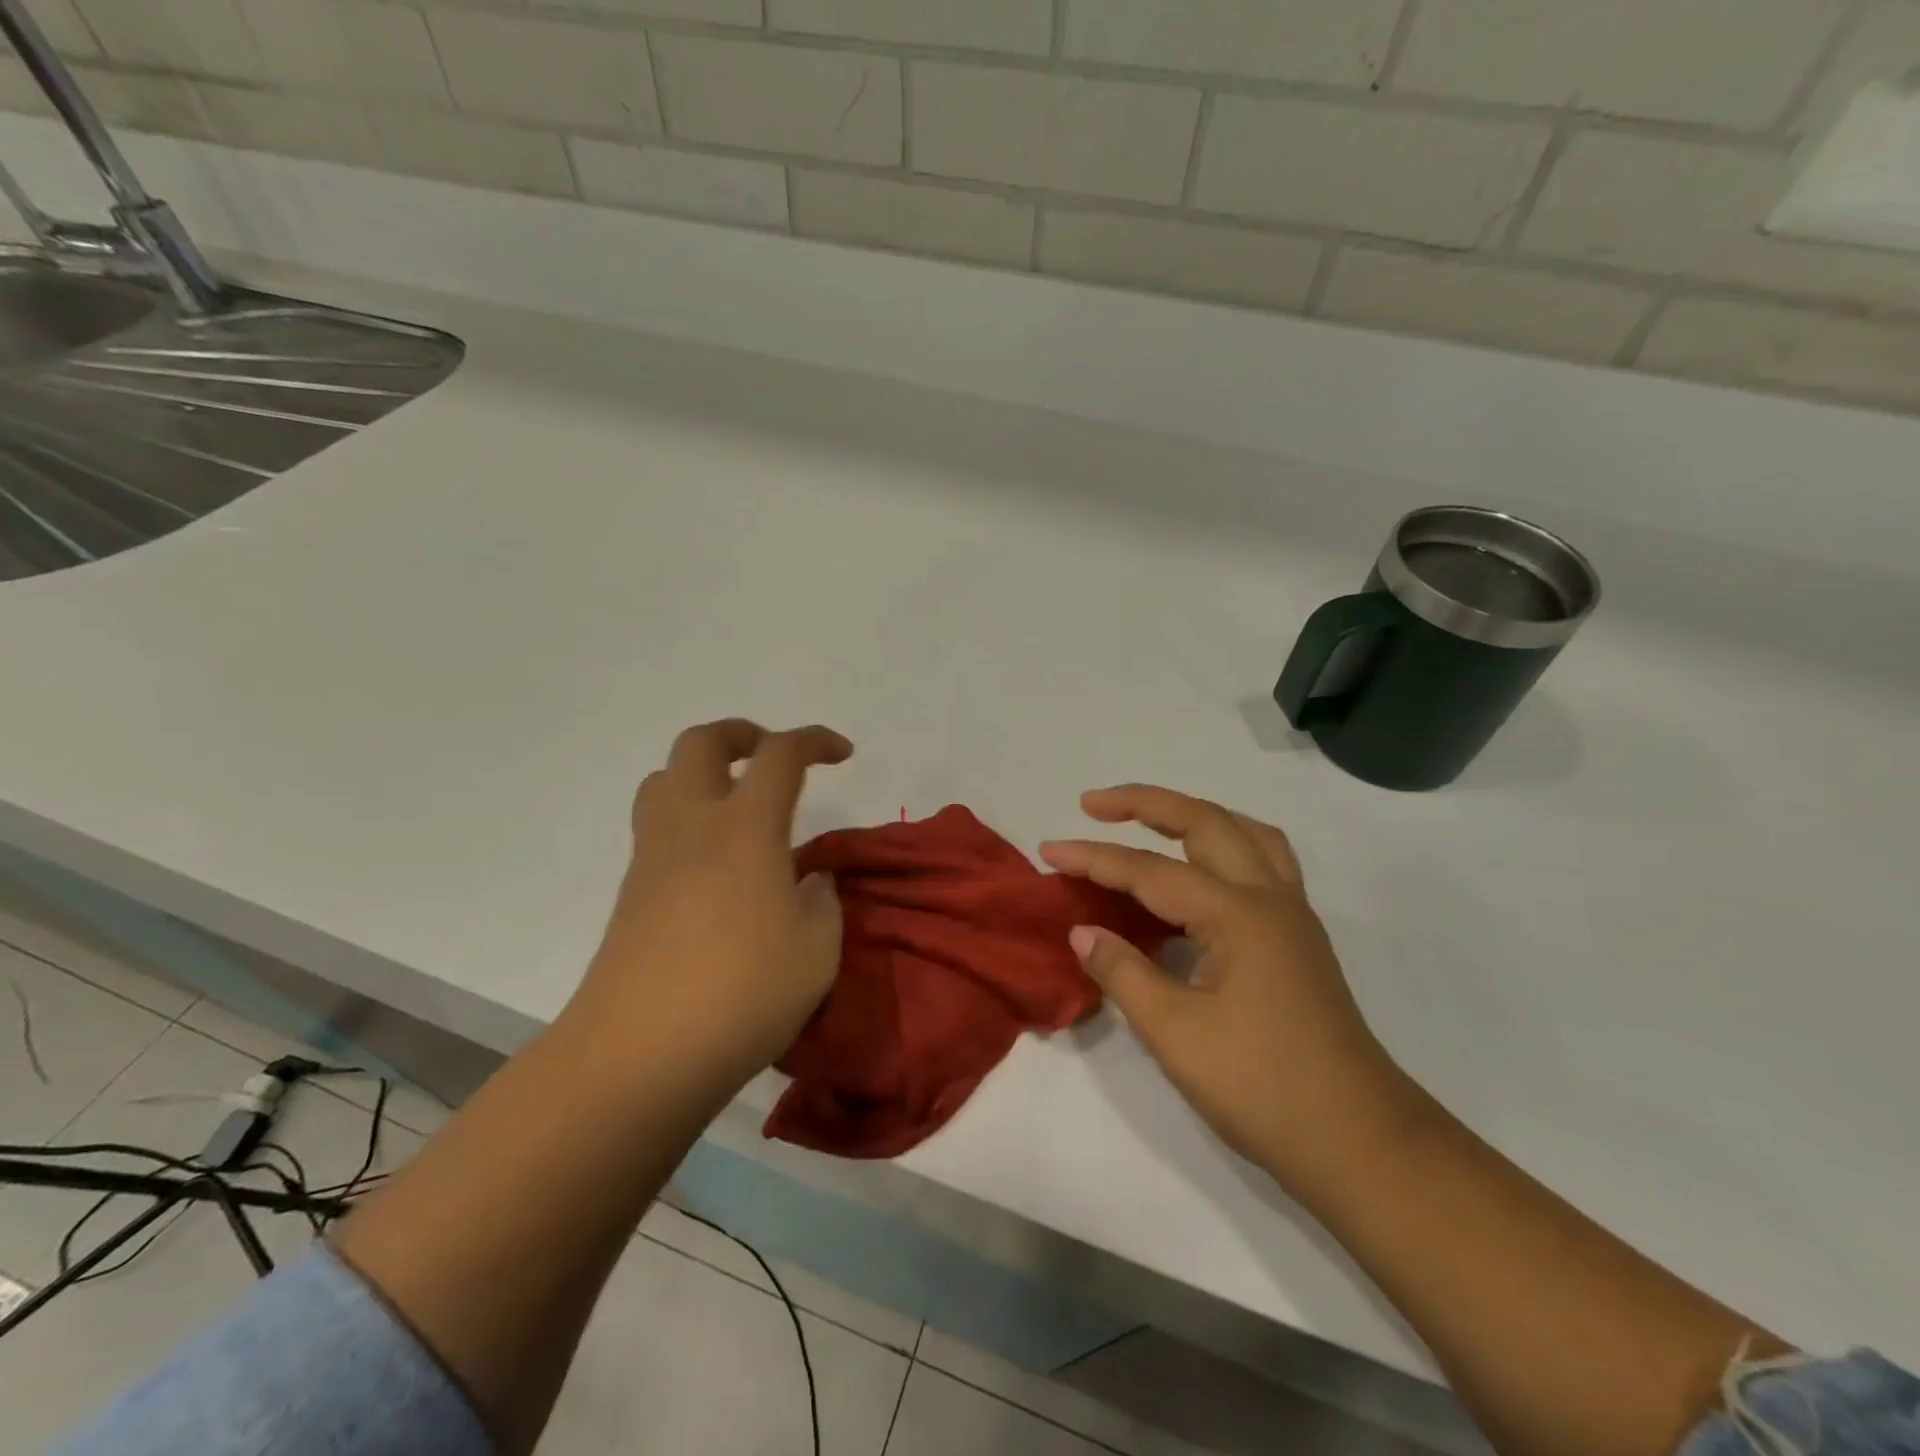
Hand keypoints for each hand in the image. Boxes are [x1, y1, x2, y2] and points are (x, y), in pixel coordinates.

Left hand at [567, 719, 852, 1094]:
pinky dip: (688, 819)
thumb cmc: (744, 992)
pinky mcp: (632, 894)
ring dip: (702, 771)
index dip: (814, 740)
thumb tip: (809, 881)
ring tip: (737, 803)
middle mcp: (692, 826)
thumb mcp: (817, 948)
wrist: (640, 1054)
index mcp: (746, 828)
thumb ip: (821, 901)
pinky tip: (717, 865)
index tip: (842, 753)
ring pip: (665, 779)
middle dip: (741, 734)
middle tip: (771, 755)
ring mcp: (653, 858)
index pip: (780, 755)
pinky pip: (656, 827)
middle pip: (701, 742)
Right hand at [1041, 786, 1414, 1199]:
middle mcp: (1269, 897)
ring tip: (1150, 818)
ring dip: (1192, 814)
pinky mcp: (1299, 936)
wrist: (1358, 1141)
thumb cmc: (1262, 1088)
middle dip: (1145, 803)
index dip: (1094, 858)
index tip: (1047, 852)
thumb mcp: (1175, 1033)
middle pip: (1204, 822)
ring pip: (1243, 832)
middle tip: (1092, 804)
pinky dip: (1226, 842)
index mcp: (1237, 914)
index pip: (1150, 871)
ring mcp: (1292, 913)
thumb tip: (1082, 931)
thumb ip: (1122, 972)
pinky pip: (1263, 859)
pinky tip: (1203, 866)